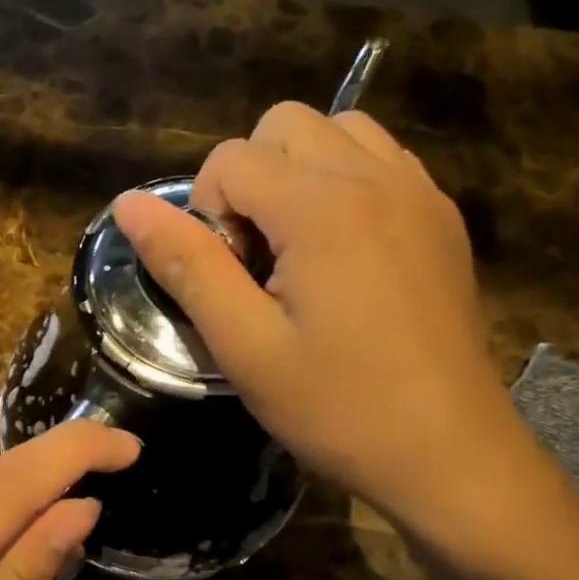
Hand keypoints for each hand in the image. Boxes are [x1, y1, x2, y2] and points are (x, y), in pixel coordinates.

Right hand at [113, 101, 527, 541]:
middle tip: (258, 259)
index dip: (208, 213)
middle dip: (250, 179)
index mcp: (322, 207)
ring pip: (337, 130)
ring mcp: (418, 192)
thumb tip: (129, 204)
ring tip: (297, 247)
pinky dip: (344, 180)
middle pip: (283, 125)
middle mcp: (376, 177)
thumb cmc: (336, 406)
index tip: (230, 279)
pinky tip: (342, 251)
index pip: (231, 158)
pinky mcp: (442, 216)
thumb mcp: (243, 345)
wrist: (449, 454)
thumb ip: (186, 264)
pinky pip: (380, 159)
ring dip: (298, 172)